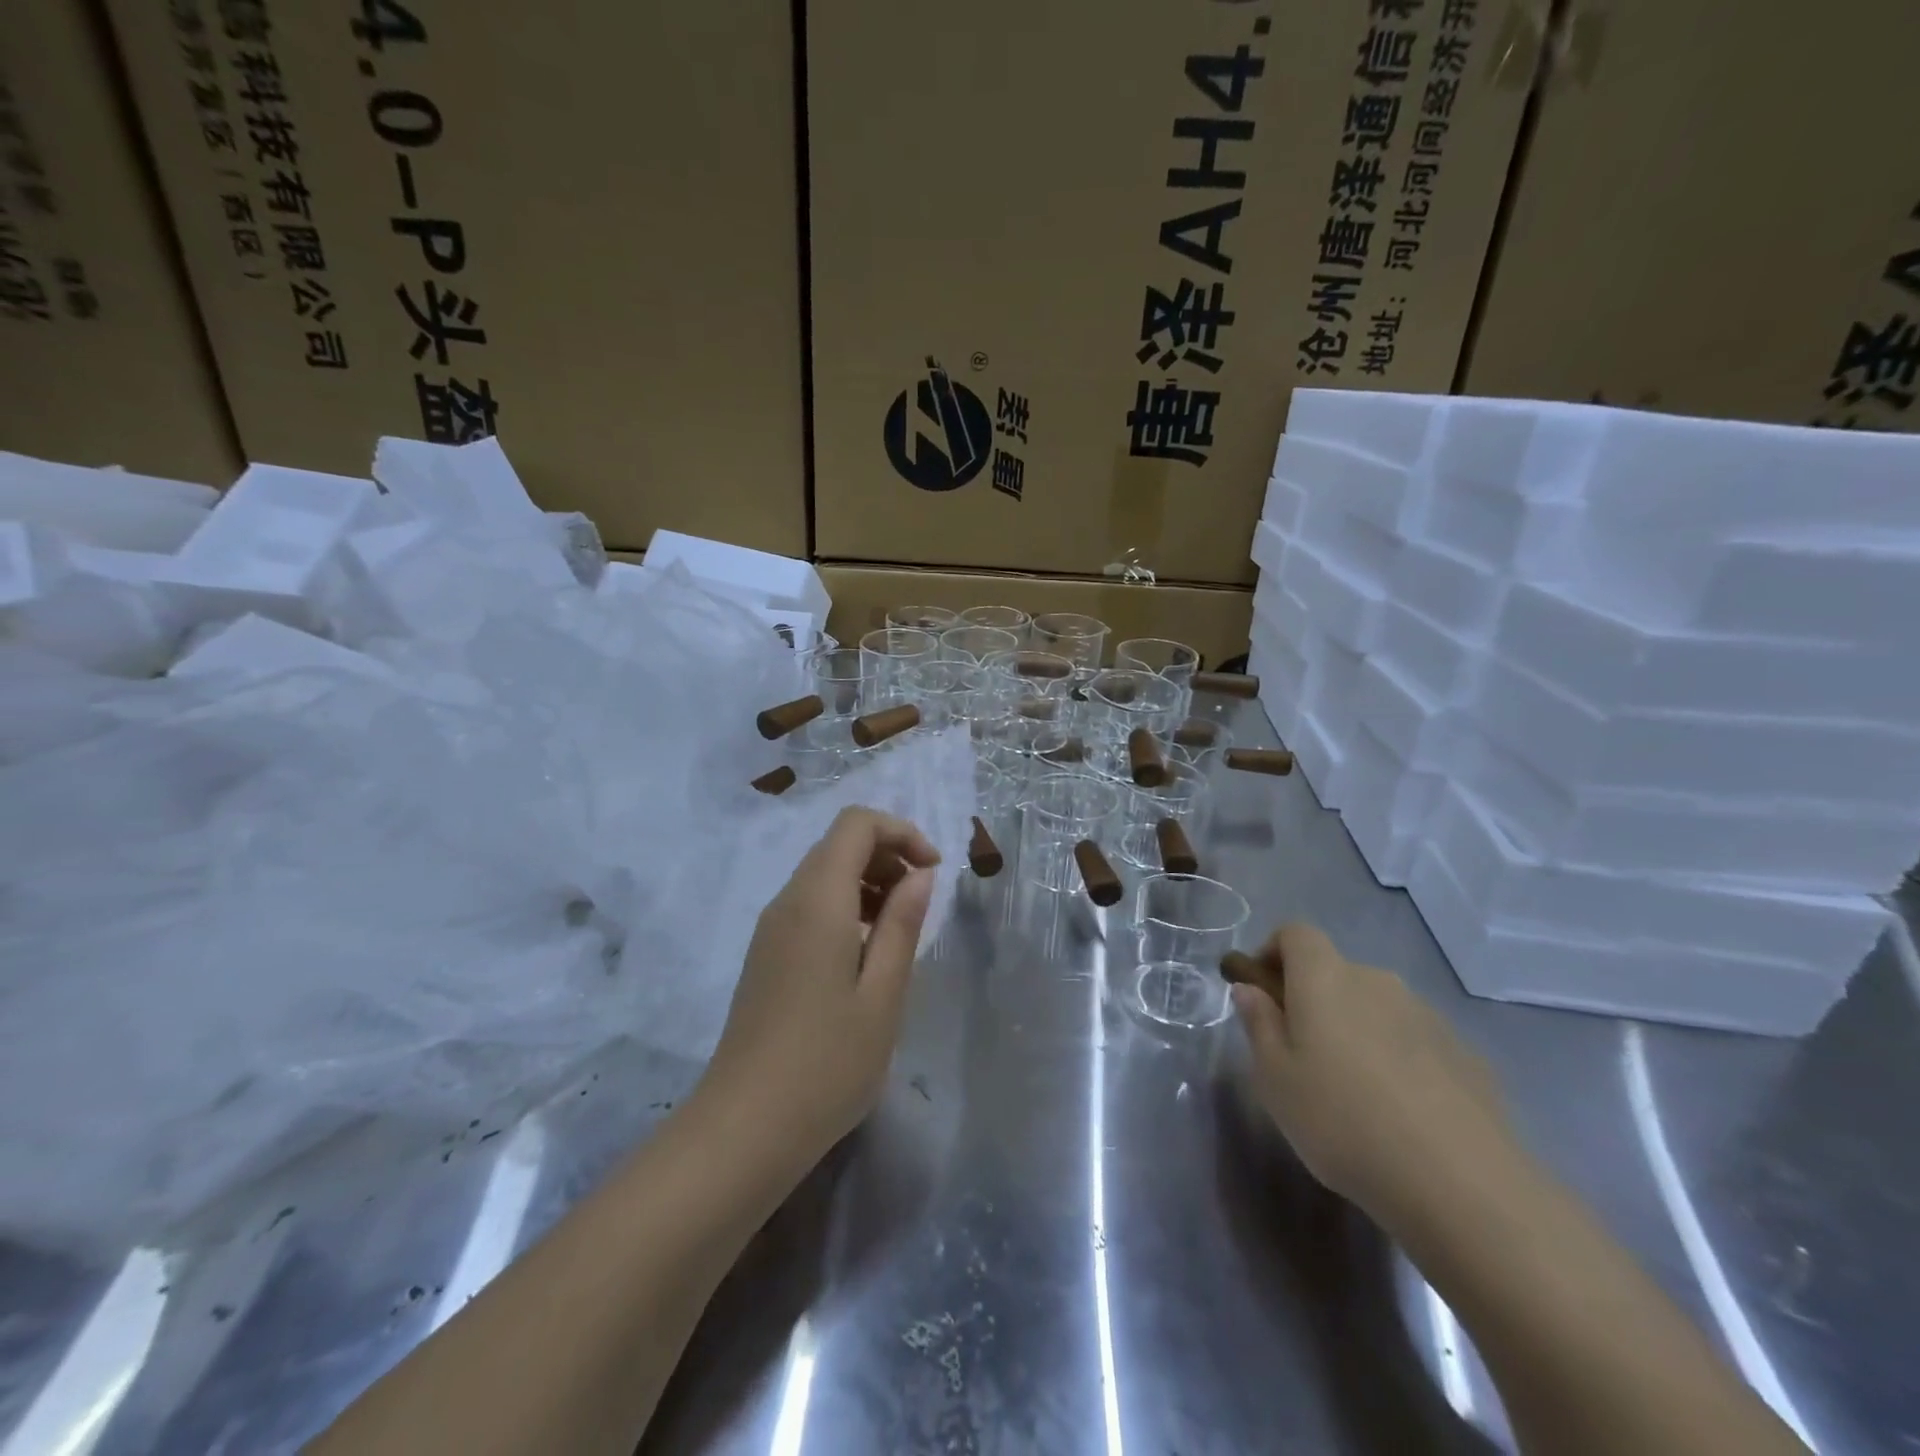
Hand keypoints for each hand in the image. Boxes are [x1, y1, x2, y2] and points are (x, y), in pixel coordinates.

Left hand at [700, 807, 940, 1166]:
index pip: (856, 824)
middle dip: (888, 857)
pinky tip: (865, 957)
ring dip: (868, 884)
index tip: (932, 873)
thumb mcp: (883, 994)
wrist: (745, 1128)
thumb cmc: (828, 1063)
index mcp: (817, 900)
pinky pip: (810, 906)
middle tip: (920, 906)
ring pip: (824, 874)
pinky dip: (846, 908)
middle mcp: (787, 901)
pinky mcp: (766, 955)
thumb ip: (902, 924)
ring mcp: (771, 929)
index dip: (901, 832)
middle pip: (838, 844)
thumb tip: (919, 874)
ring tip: (898, 933)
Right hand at [1231, 923, 1518, 1235]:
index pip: (1296, 933)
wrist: (1462, 1187)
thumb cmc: (1342, 1122)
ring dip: (1358, 1031)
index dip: (1273, 952)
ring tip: (1356, 1094)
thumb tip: (1250, 990)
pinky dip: (1400, 1061)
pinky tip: (1403, 1116)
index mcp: (1325, 978)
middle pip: (1336, 973)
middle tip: (1303, 1057)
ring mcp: (1429, 1016)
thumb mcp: (1275, 1079)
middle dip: (1314, 1001)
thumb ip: (1259, 1024)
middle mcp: (1377, 982)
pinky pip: (1416, 1042)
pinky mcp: (1468, 1055)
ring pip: (1377, 1008)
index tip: (1264, 994)